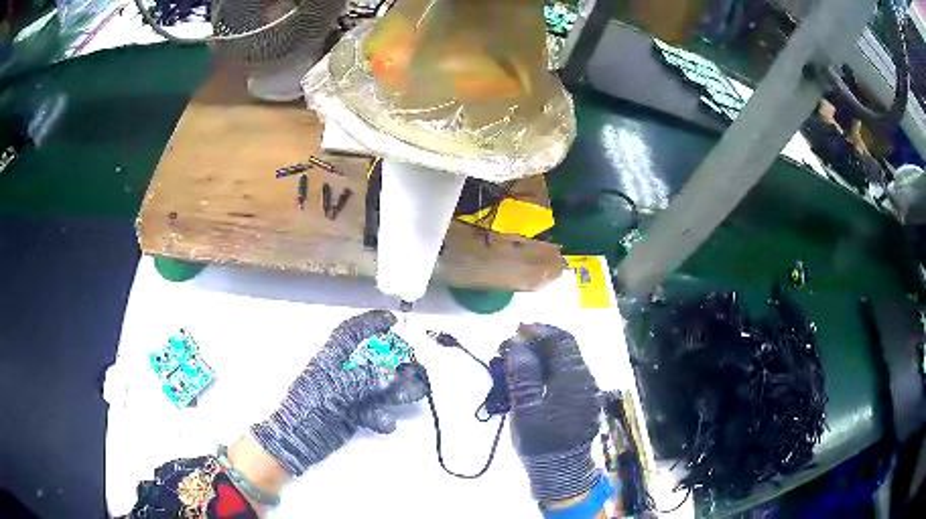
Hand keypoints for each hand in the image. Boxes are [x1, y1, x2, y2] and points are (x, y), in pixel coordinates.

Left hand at [251, 310, 426, 475]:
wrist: (297, 440)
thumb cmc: (308, 407)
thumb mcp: (333, 388)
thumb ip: (362, 379)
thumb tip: (390, 373)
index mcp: (331, 359)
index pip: (350, 333)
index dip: (369, 323)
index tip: (391, 319)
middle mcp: (342, 374)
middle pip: (373, 360)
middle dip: (395, 361)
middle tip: (416, 365)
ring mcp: (349, 395)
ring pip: (379, 386)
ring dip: (398, 389)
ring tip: (417, 391)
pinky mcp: (354, 415)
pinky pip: (374, 410)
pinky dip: (383, 416)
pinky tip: (386, 423)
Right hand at [504, 324, 600, 502]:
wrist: (560, 471)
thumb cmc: (541, 441)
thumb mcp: (525, 407)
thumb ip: (522, 373)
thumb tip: (518, 342)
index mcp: (575, 378)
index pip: (562, 340)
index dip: (540, 330)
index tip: (516, 330)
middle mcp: (586, 380)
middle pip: (565, 350)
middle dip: (538, 343)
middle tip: (512, 347)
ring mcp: (586, 392)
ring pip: (565, 363)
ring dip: (542, 358)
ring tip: (517, 363)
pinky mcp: (582, 403)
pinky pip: (566, 377)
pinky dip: (548, 372)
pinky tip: (531, 380)